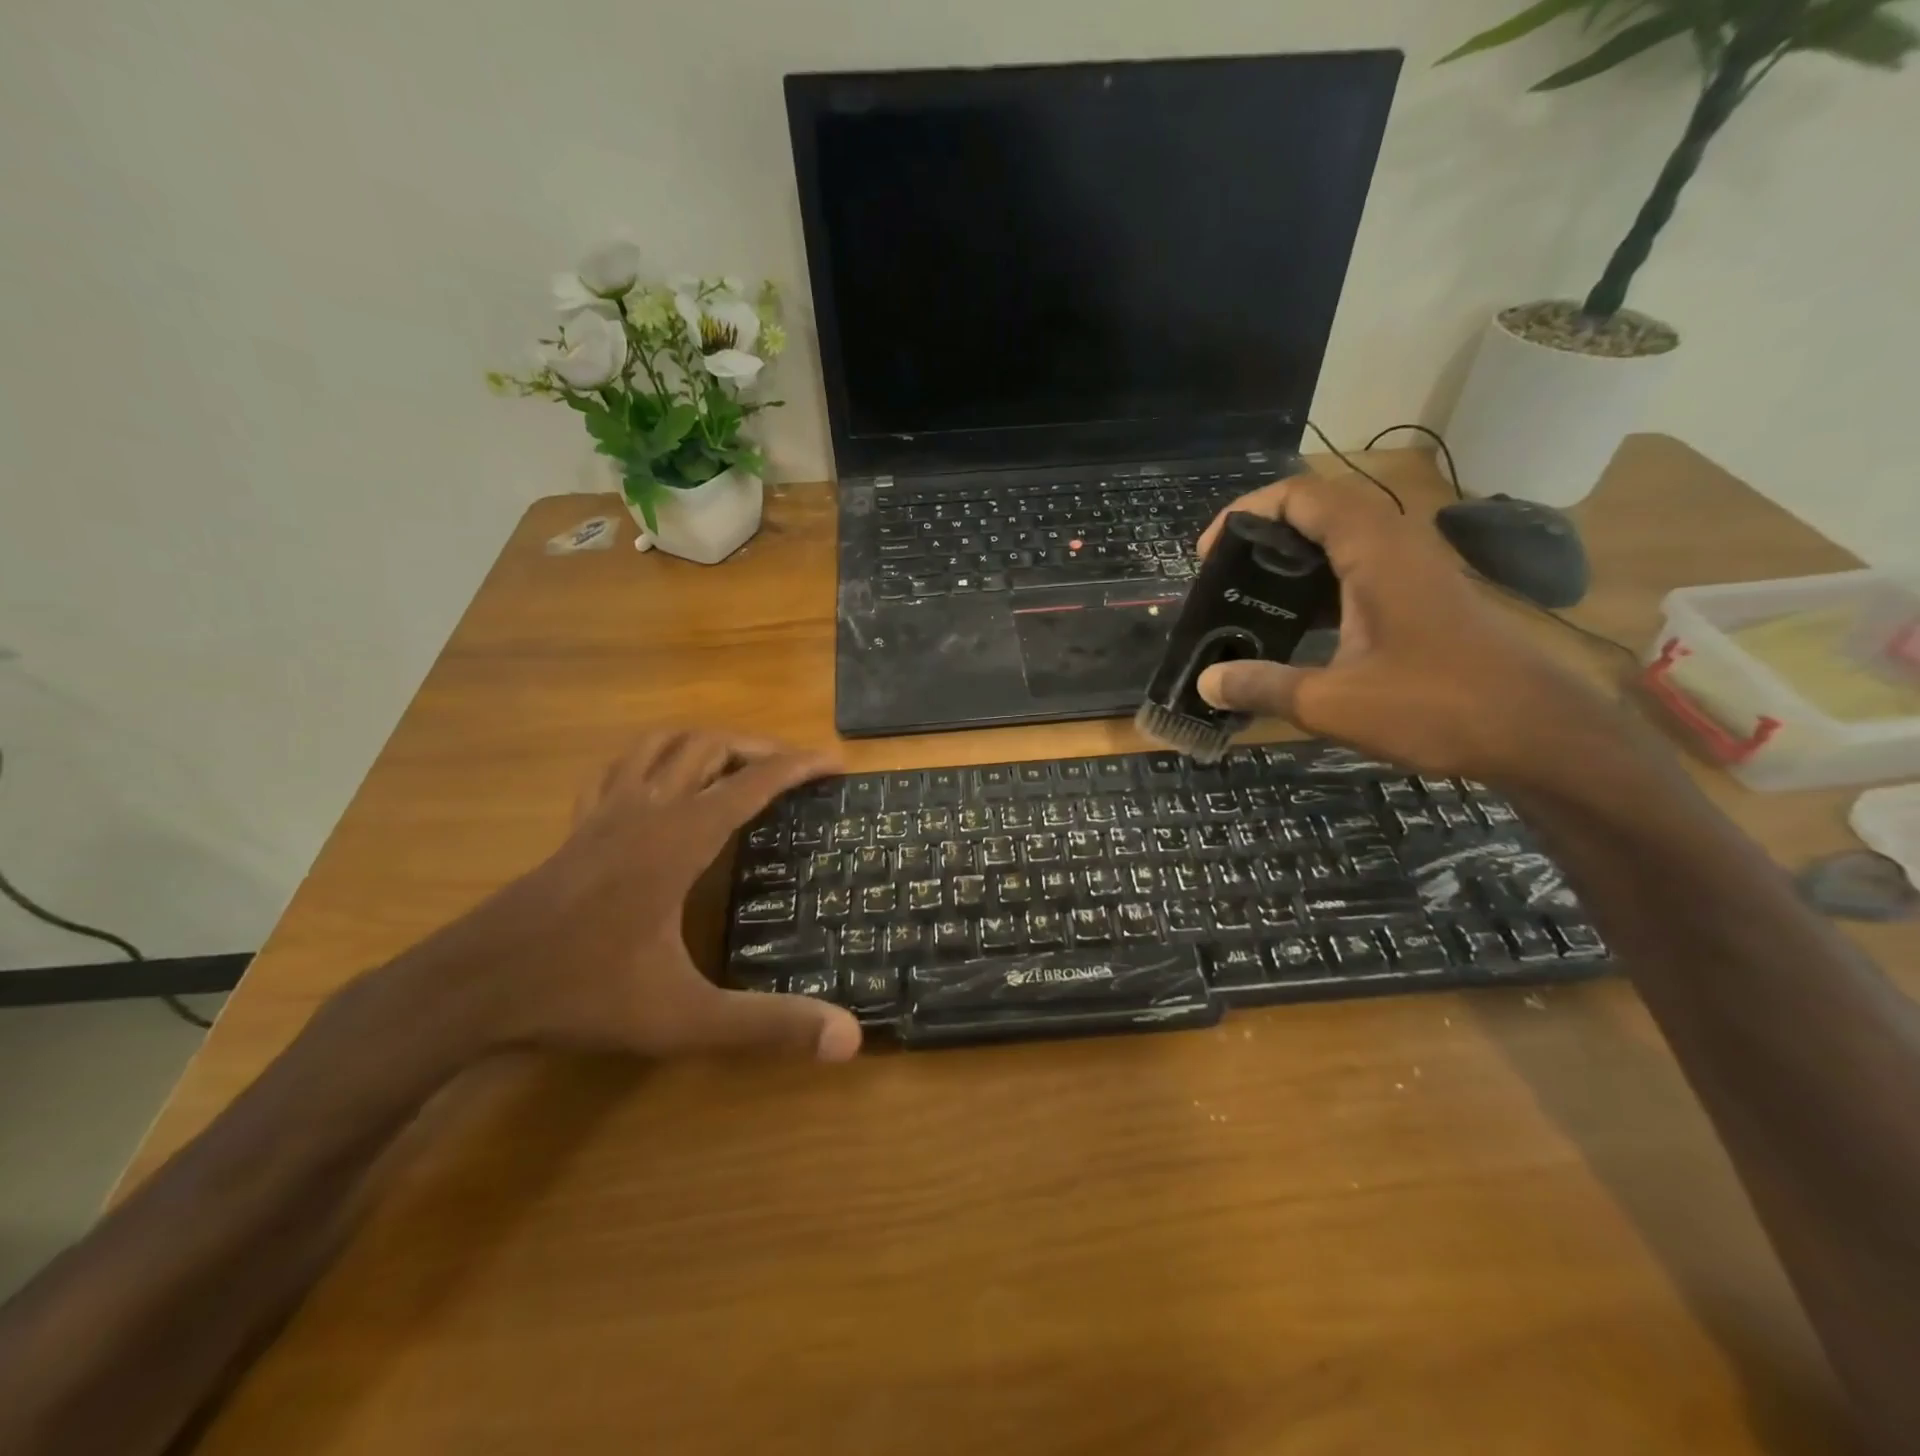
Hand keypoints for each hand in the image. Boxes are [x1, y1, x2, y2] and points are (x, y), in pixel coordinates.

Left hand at [400, 730, 860, 1062]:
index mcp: (680, 838)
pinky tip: (657, 782)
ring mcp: (605, 814)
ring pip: (661, 745)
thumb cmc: (583, 992)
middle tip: (794, 769)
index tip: (835, 763)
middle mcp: (646, 809)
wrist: (471, 987)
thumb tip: (850, 1039)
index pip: (754, 783)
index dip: (799, 766)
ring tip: (735, 763)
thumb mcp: (684, 1017)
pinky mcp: (577, 828)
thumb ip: (767, 1025)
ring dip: (706, 742)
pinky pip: (618, 769)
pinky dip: (651, 759)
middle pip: (710, 747)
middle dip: (759, 748)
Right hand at [1193, 475, 1604, 782]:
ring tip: (1250, 599)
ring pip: (1343, 539)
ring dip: (1292, 559)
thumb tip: (1205, 682)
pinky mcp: (1426, 598)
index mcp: (1374, 553)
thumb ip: (1263, 687)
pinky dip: (1320, 584)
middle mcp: (1397, 546)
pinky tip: (1298, 627)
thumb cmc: (1438, 708)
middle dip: (1263, 533)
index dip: (1247, 513)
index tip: (1209, 554)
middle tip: (1224, 577)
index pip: (1302, 496)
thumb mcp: (1333, 704)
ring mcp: (1417, 571)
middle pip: (1321, 509)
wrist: (1543, 735)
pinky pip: (1361, 569)